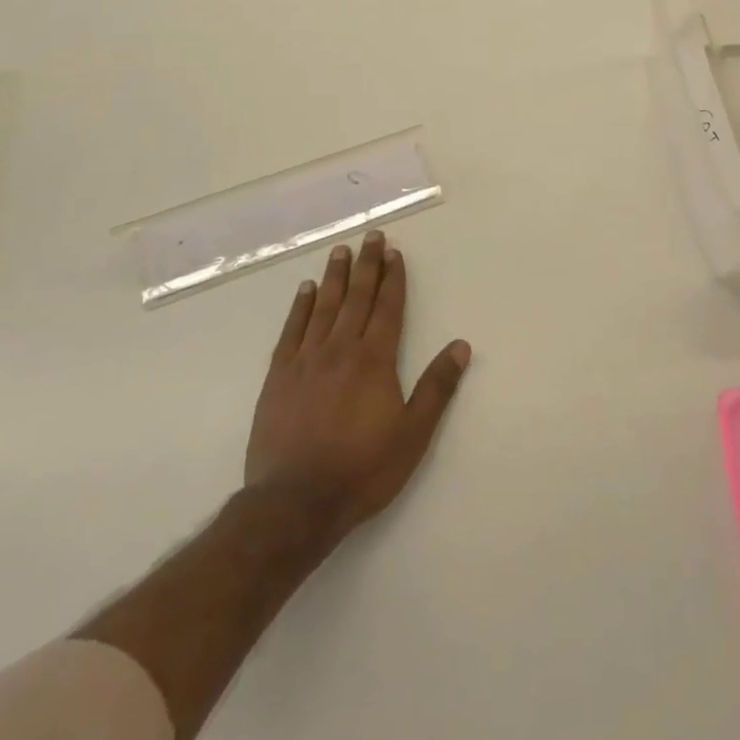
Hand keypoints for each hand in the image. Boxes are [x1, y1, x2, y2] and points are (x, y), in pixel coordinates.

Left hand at [245, 231, 470, 546]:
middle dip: (366, 265)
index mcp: (375, 360)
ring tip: (340, 251)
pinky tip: (306, 290)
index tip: (394, 253)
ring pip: (324, 306)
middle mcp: (341, 349)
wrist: (294, 502)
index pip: (387, 308)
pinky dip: (300, 307)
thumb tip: (461, 346)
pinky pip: (292, 330)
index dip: (393, 279)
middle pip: (356, 298)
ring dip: (335, 276)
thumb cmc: (361, 470)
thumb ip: (437, 388)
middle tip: (370, 237)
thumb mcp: (412, 434)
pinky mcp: (279, 376)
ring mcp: (306, 360)